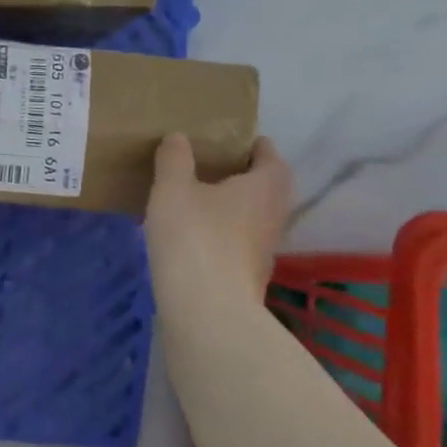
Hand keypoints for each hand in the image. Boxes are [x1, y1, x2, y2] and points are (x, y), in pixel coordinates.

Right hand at [144, 134, 291, 320]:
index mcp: (264, 184)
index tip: (228, 141)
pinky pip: (239, 242)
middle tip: (209, 168)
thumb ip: (174, 158)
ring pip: (253, 216)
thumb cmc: (194, 236)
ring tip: (197, 202)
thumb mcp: (172, 188)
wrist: (207, 309)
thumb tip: (178, 138)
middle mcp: (274, 213)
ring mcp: (265, 248)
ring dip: (232, 207)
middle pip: (266, 186)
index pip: (269, 154)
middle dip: (242, 176)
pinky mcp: (250, 274)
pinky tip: (194, 237)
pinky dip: (223, 233)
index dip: (251, 144)